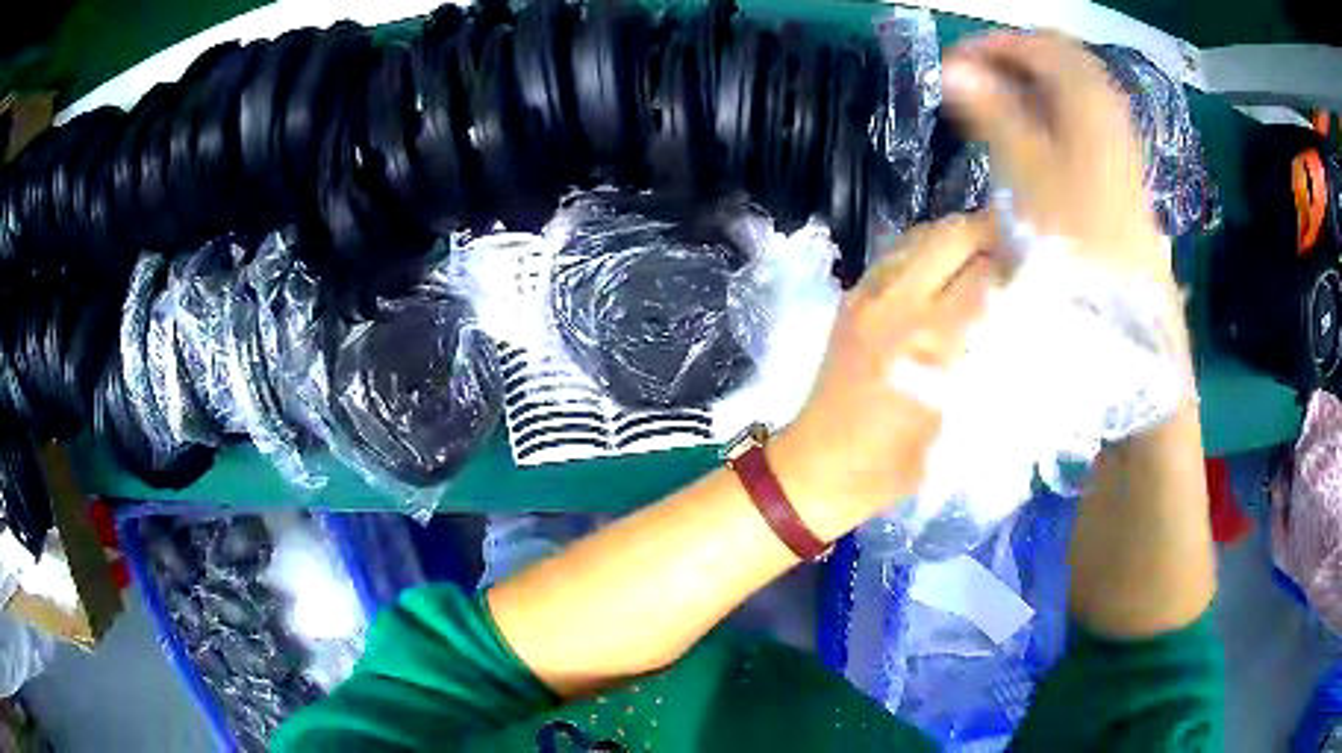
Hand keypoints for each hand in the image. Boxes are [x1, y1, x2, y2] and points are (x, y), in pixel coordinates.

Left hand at [771, 214, 1000, 537]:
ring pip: (924, 234)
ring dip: (960, 238)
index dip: (1018, 267)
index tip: (1038, 273)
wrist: (822, 464)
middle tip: (1016, 250)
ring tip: (986, 256)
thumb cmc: (900, 462)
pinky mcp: (854, 294)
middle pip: (954, 235)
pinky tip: (946, 270)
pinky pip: (899, 251)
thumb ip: (995, 365)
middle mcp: (899, 301)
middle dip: (991, 233)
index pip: (987, 272)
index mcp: (931, 339)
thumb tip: (1028, 319)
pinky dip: (929, 249)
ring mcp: (870, 292)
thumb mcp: (963, 425)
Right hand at [943, 33, 1171, 286]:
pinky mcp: (1116, 160)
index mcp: (1086, 95)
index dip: (990, 46)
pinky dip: (1049, 109)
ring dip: (1029, 85)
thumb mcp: (1024, 166)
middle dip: (1011, 60)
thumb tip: (951, 69)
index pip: (1035, 43)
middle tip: (973, 83)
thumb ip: (990, 110)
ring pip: (1068, 85)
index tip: (952, 67)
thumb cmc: (1072, 231)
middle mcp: (1105, 104)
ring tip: (993, 108)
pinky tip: (1029, 134)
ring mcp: (1115, 132)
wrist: (1121, 300)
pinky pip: (1079, 113)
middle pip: (1056, 56)